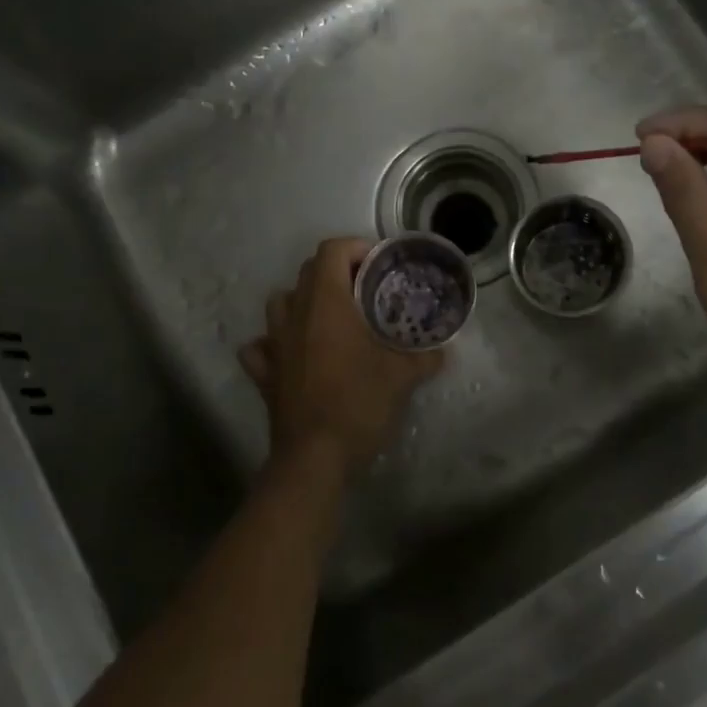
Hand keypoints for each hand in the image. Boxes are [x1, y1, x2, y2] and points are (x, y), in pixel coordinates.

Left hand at [239, 237, 444, 481]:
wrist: (315, 458)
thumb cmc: (358, 403)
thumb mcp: (402, 377)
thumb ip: (424, 357)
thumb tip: (443, 350)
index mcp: (327, 303)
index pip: (332, 250)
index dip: (356, 248)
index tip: (380, 266)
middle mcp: (295, 314)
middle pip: (308, 271)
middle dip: (337, 272)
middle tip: (365, 292)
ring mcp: (274, 344)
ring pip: (280, 303)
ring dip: (303, 301)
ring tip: (330, 318)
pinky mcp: (264, 374)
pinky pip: (262, 346)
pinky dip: (275, 343)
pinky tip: (294, 354)